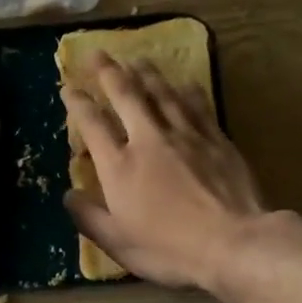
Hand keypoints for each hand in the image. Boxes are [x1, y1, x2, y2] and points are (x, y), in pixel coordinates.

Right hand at [62, 54, 273, 290]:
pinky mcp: (216, 139)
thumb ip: (89, 217)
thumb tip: (68, 195)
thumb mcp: (118, 243)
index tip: (68, 88)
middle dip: (108, 72)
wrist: (233, 243)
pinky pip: (198, 105)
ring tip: (136, 59)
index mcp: (119, 166)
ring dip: (146, 73)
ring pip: (162, 93)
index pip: (92, 125)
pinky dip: (187, 90)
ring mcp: (186, 135)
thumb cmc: (169, 249)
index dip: (78, 103)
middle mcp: (149, 140)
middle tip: (98, 53)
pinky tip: (184, 82)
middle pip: (126, 95)